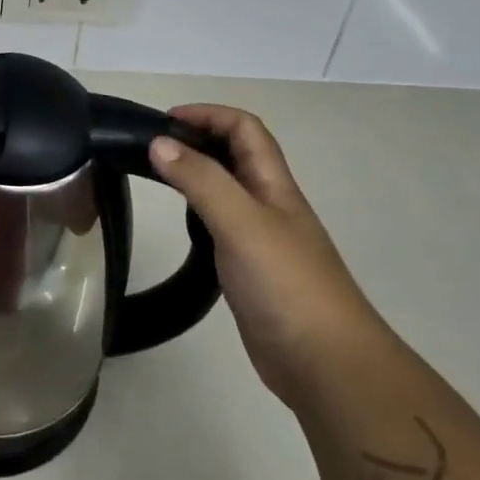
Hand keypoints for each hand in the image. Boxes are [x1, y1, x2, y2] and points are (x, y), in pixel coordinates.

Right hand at [150, 105, 390, 406]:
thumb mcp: (240, 222)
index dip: (209, 114)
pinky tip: (181, 227)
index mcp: (274, 185)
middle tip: (153, 148)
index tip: (165, 121)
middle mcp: (269, 205)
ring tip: (158, 178)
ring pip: (228, 190)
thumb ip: (201, 180)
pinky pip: (222, 226)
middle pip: (237, 155)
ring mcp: (262, 239)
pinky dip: (198, 213)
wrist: (326, 364)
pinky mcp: (251, 270)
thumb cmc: (286, 284)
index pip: (245, 129)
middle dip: (199, 139)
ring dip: (197, 174)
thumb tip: (159, 142)